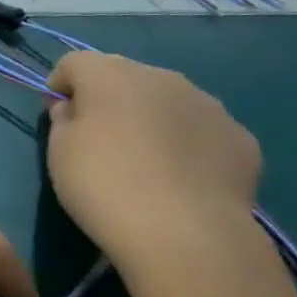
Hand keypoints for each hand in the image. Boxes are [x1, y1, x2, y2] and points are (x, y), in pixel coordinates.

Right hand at [45, 51, 260, 273]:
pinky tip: (181, 181)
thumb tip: (74, 109)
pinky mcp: (240, 138)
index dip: (60, 85)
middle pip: (125, 76)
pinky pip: (202, 133)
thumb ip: (63, 121)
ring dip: (151, 120)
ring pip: (168, 102)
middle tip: (99, 141)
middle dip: (109, 100)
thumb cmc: (104, 186)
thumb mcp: (59, 154)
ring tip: (144, 163)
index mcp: (111, 75)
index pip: (75, 62)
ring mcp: (208, 105)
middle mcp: (163, 77)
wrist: (185, 234)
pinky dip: (188, 146)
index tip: (55, 116)